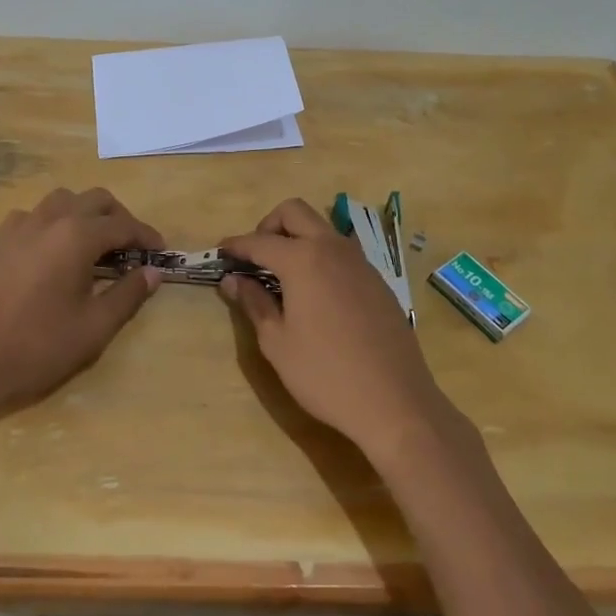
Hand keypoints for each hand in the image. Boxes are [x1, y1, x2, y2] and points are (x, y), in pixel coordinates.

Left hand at [0, 187, 163, 420]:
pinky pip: (33, 215)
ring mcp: (19, 226)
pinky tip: (54, 251)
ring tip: (95, 245)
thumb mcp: (94, 327)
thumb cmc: (38, 347)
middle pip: (94, 200)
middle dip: (119, 218)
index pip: (123, 225)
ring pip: (63, 200)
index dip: (147, 236)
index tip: (162, 252)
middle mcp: (49, 219)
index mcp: (76, 236)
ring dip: (86, 213)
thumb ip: (128, 294)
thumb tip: (153, 272)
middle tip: (132, 248)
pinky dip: (53, 222)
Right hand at [220, 198, 446, 457]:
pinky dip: (321, 256)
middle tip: (256, 257)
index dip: (236, 245)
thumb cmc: (325, 374)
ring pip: (322, 228)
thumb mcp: (277, 343)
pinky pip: (342, 252)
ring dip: (298, 237)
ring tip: (283, 274)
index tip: (220, 252)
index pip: (259, 241)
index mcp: (303, 260)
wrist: (395, 402)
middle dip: (269, 225)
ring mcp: (360, 262)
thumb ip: (254, 303)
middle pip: (294, 212)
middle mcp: (332, 249)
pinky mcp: (377, 281)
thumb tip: (232, 280)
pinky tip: (316, 293)